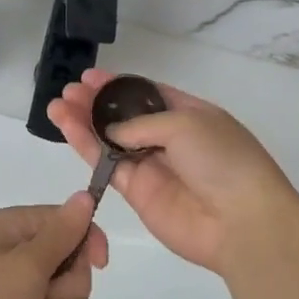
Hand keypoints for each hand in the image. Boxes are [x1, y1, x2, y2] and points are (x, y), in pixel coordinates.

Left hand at [0, 194, 108, 298]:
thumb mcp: (25, 265)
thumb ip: (61, 234)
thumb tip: (85, 195)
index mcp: (16, 229)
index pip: (71, 224)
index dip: (88, 244)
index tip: (98, 265)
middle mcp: (20, 256)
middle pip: (75, 269)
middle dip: (64, 293)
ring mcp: (21, 293)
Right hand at [46, 69, 298, 275]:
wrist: (241, 222)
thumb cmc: (222, 159)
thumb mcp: (186, 123)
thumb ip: (141, 124)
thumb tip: (113, 130)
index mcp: (190, 114)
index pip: (148, 94)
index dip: (119, 85)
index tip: (91, 77)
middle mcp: (169, 139)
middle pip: (124, 116)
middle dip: (96, 102)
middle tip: (69, 90)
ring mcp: (152, 167)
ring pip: (110, 140)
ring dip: (83, 122)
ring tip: (57, 105)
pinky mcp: (137, 193)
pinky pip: (106, 165)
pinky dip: (86, 146)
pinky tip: (67, 128)